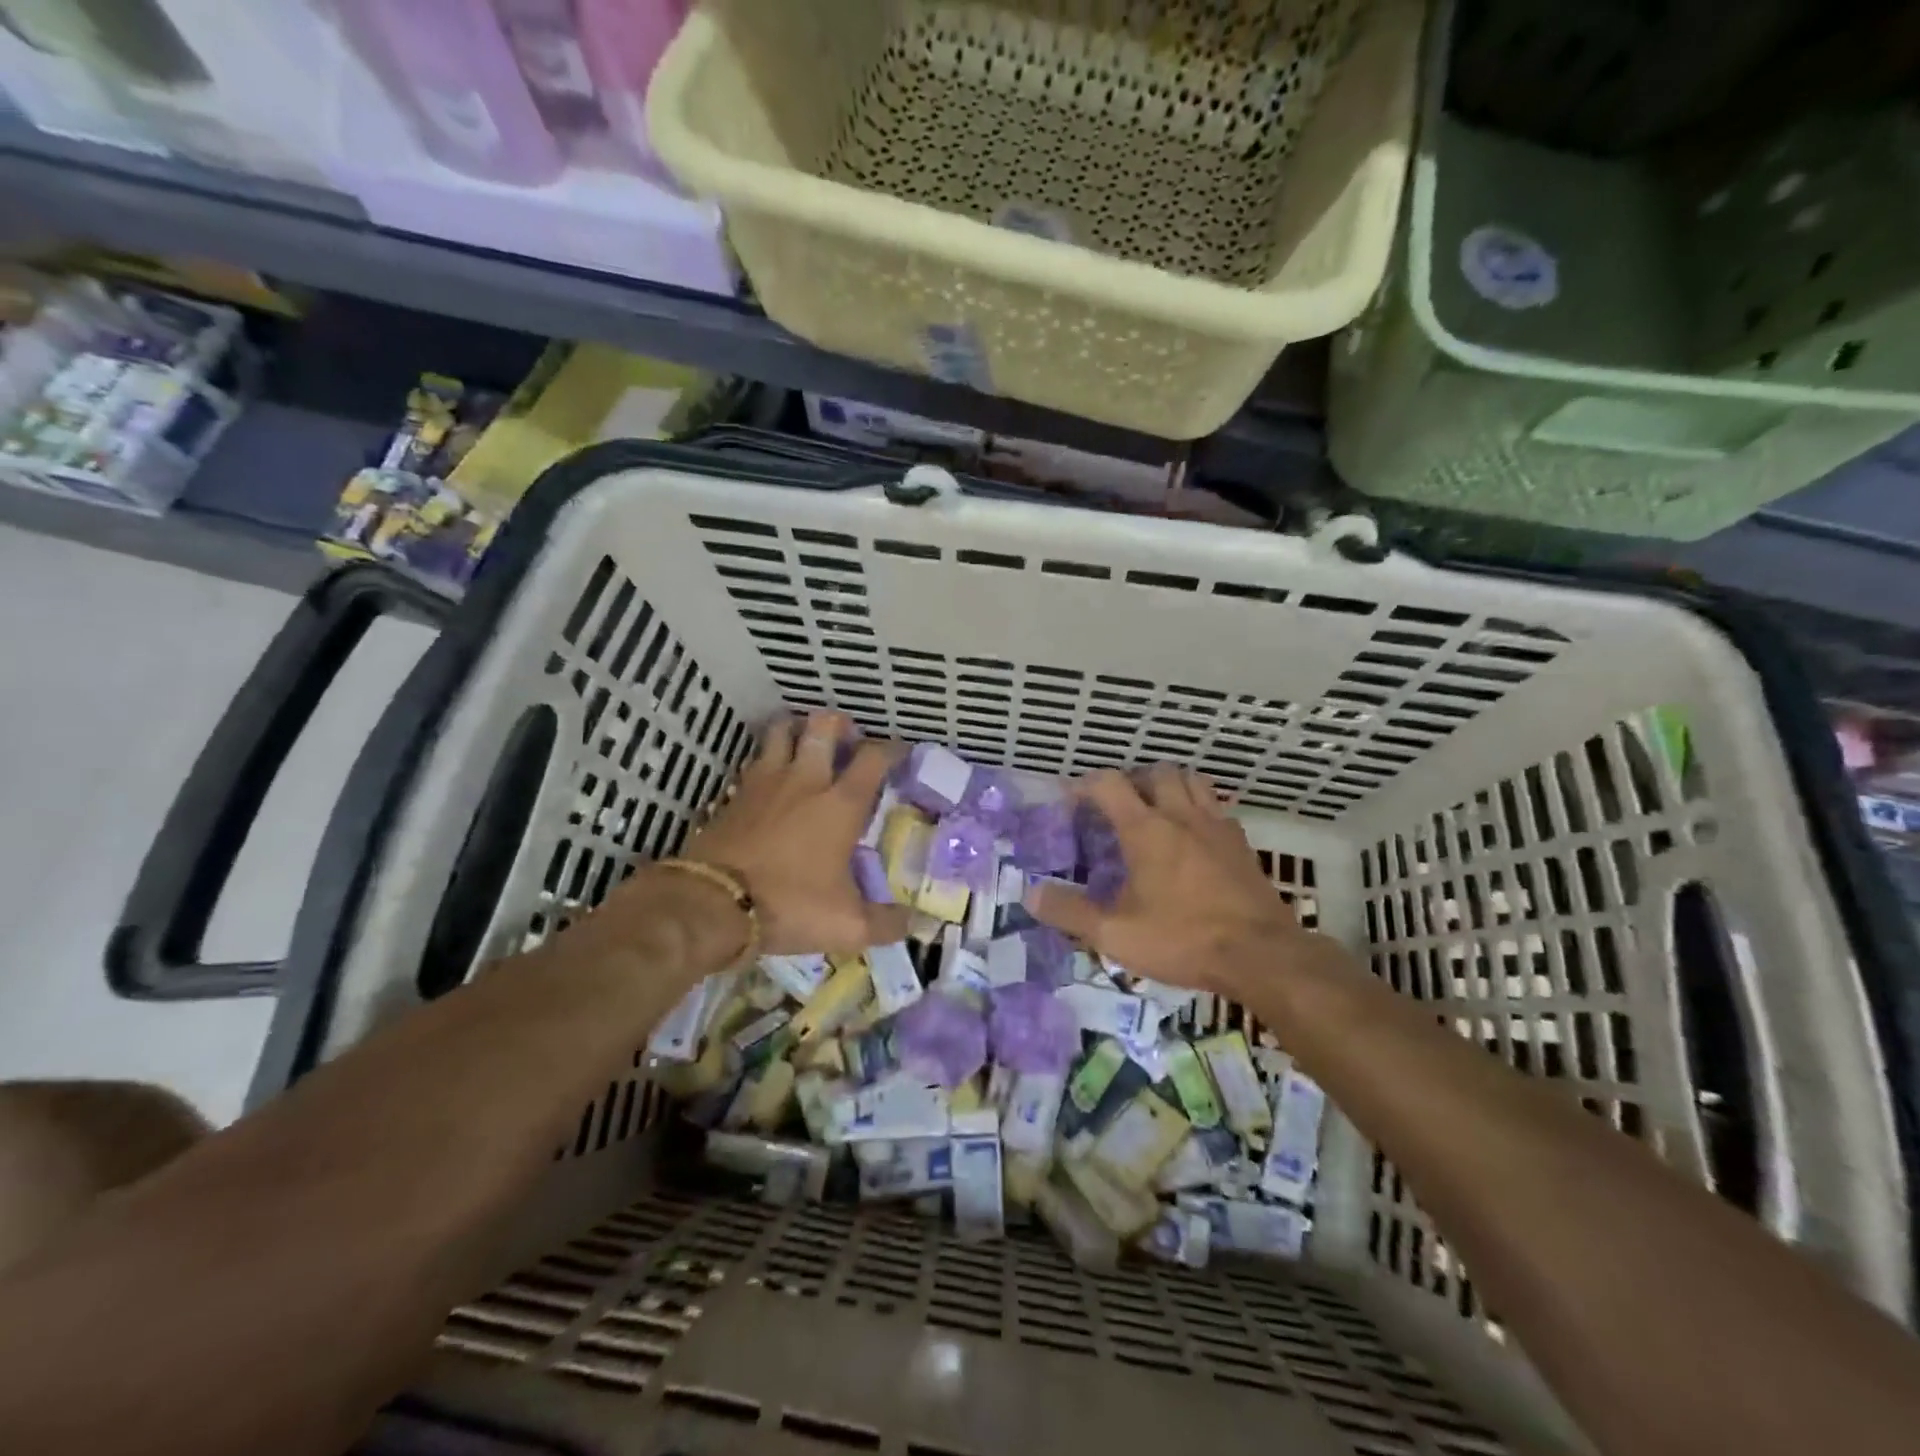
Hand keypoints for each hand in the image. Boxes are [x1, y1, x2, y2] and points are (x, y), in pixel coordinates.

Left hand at [677, 712, 911, 956]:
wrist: (712, 904)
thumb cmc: (789, 905)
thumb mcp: (847, 925)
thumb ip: (888, 923)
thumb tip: (920, 924)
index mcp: (841, 804)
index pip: (873, 758)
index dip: (891, 748)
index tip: (900, 750)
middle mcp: (805, 780)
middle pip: (823, 726)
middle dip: (840, 723)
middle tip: (847, 737)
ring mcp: (765, 782)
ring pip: (781, 731)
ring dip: (797, 729)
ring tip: (806, 743)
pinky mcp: (734, 794)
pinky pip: (755, 761)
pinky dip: (767, 759)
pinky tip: (771, 778)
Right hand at [1029, 766, 1306, 993]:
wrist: (1263, 956)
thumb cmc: (1183, 939)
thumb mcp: (1115, 933)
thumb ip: (1070, 912)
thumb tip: (1030, 895)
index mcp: (1146, 830)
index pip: (1110, 784)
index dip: (1086, 785)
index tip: (1071, 800)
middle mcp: (1182, 816)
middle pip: (1157, 772)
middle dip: (1133, 780)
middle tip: (1118, 806)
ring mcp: (1217, 827)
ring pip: (1193, 782)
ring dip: (1170, 786)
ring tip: (1156, 811)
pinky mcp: (1242, 845)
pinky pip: (1217, 809)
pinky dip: (1199, 810)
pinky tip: (1193, 838)